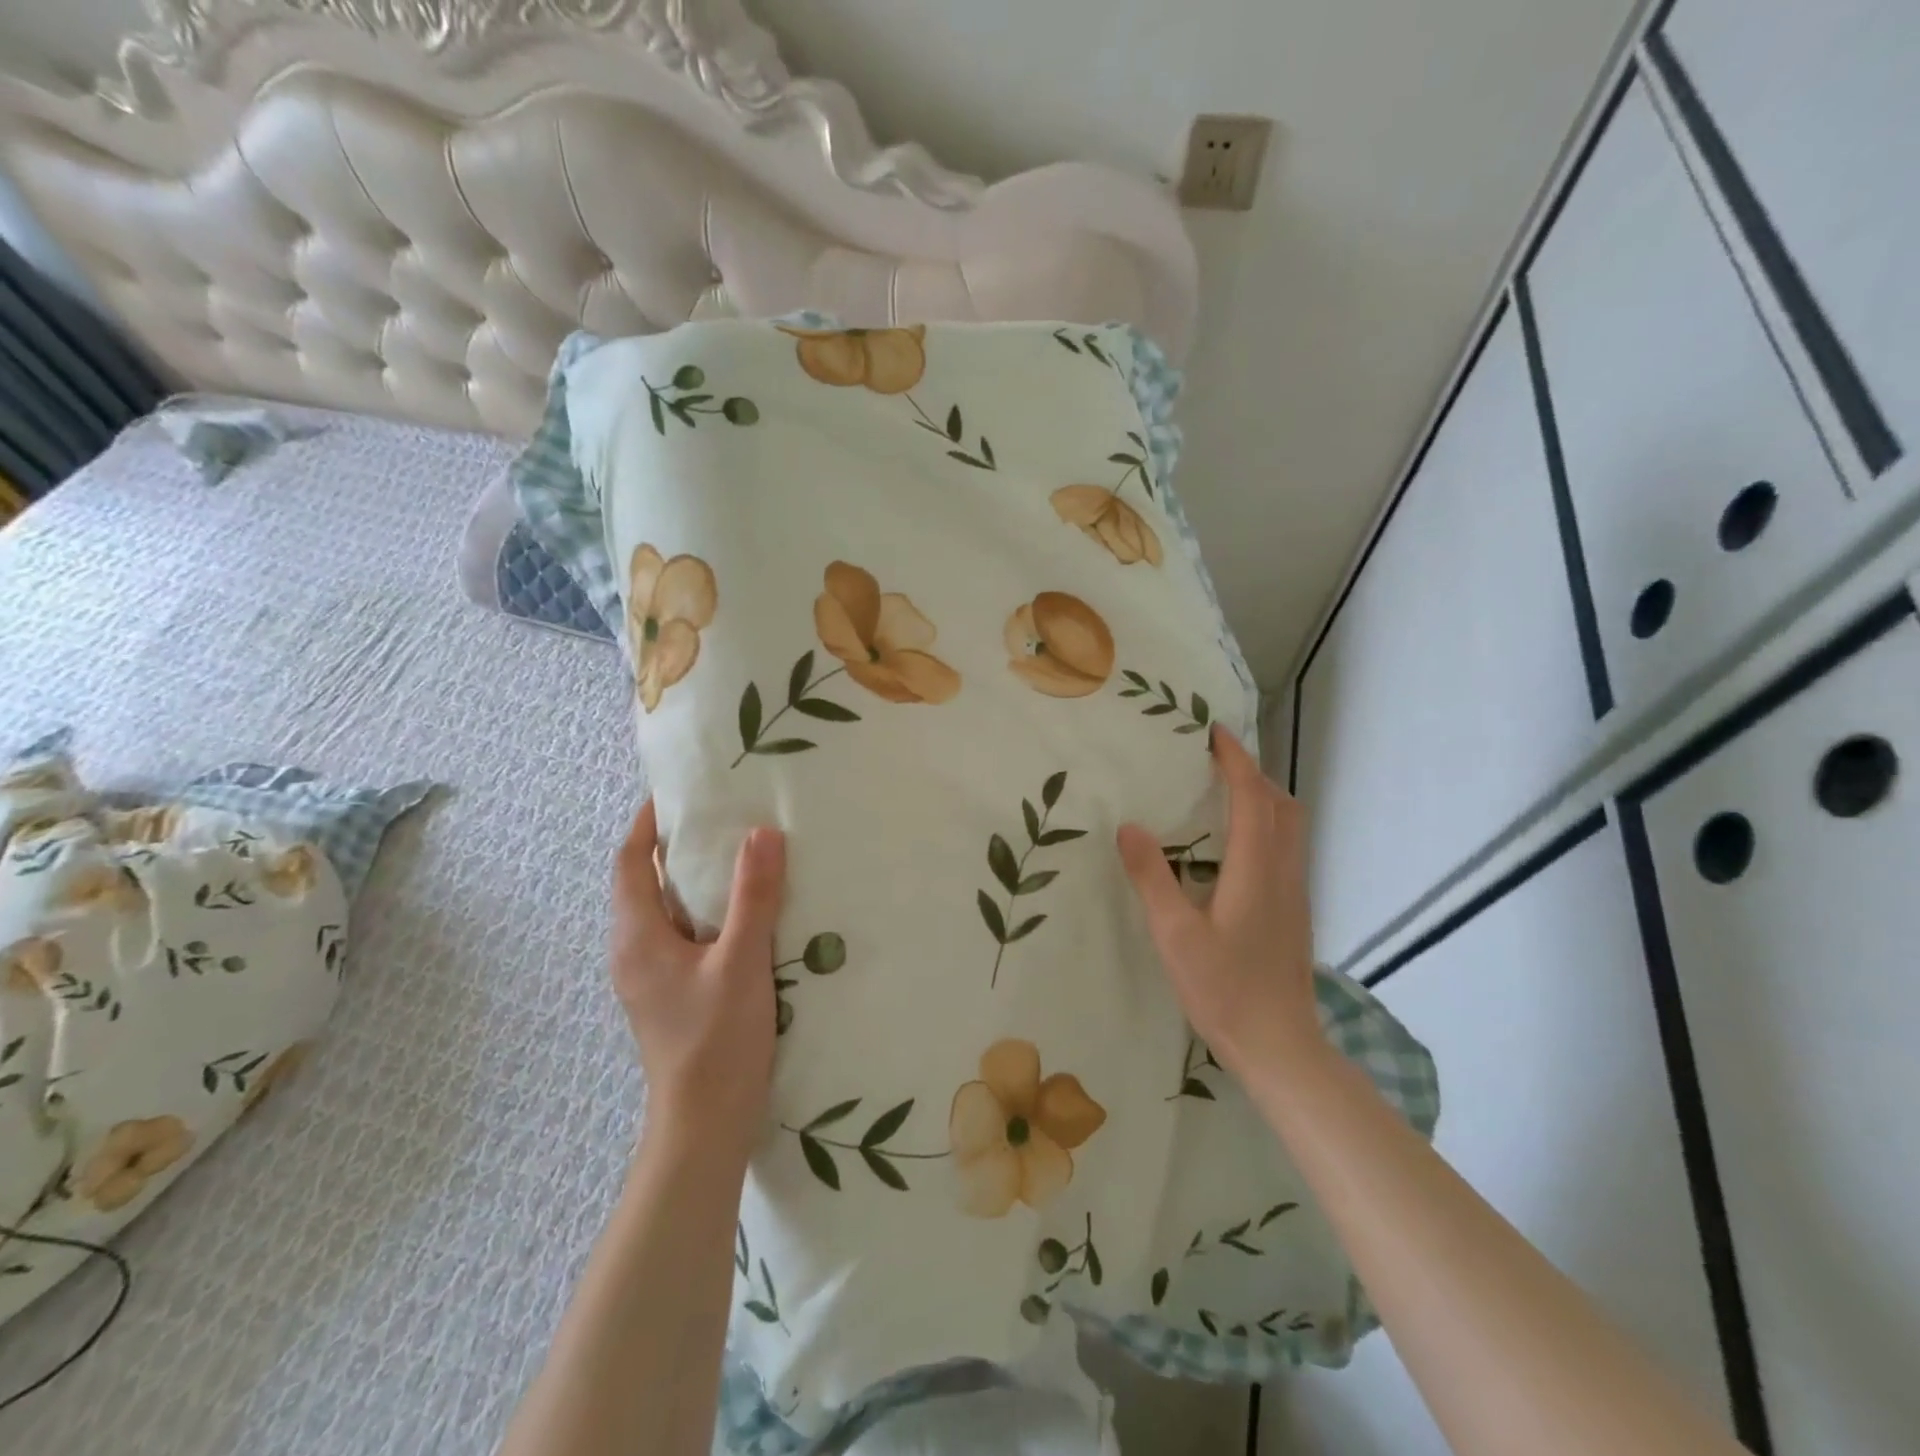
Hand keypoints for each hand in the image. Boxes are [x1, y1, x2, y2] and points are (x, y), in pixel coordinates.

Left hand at [610, 801, 785, 1161]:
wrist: (705, 1125)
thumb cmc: (716, 1041)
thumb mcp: (741, 962)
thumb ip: (753, 897)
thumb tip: (761, 832)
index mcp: (638, 937)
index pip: (629, 862)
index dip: (646, 823)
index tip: (678, 792)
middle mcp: (634, 951)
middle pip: (645, 883)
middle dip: (675, 846)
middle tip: (722, 816)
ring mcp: (651, 977)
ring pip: (667, 911)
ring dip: (694, 880)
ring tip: (740, 854)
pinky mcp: (672, 994)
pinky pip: (684, 935)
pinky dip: (707, 911)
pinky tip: (747, 912)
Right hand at [1117, 726, 1319, 1077]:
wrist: (1280, 1045)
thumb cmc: (1224, 989)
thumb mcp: (1175, 935)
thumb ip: (1152, 878)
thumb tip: (1129, 826)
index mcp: (1256, 869)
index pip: (1252, 797)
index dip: (1236, 760)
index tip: (1213, 732)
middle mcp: (1283, 872)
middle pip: (1281, 805)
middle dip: (1252, 773)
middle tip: (1213, 762)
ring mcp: (1295, 893)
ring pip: (1290, 827)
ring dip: (1262, 798)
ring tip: (1222, 794)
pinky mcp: (1294, 911)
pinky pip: (1287, 847)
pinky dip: (1266, 824)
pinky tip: (1234, 846)